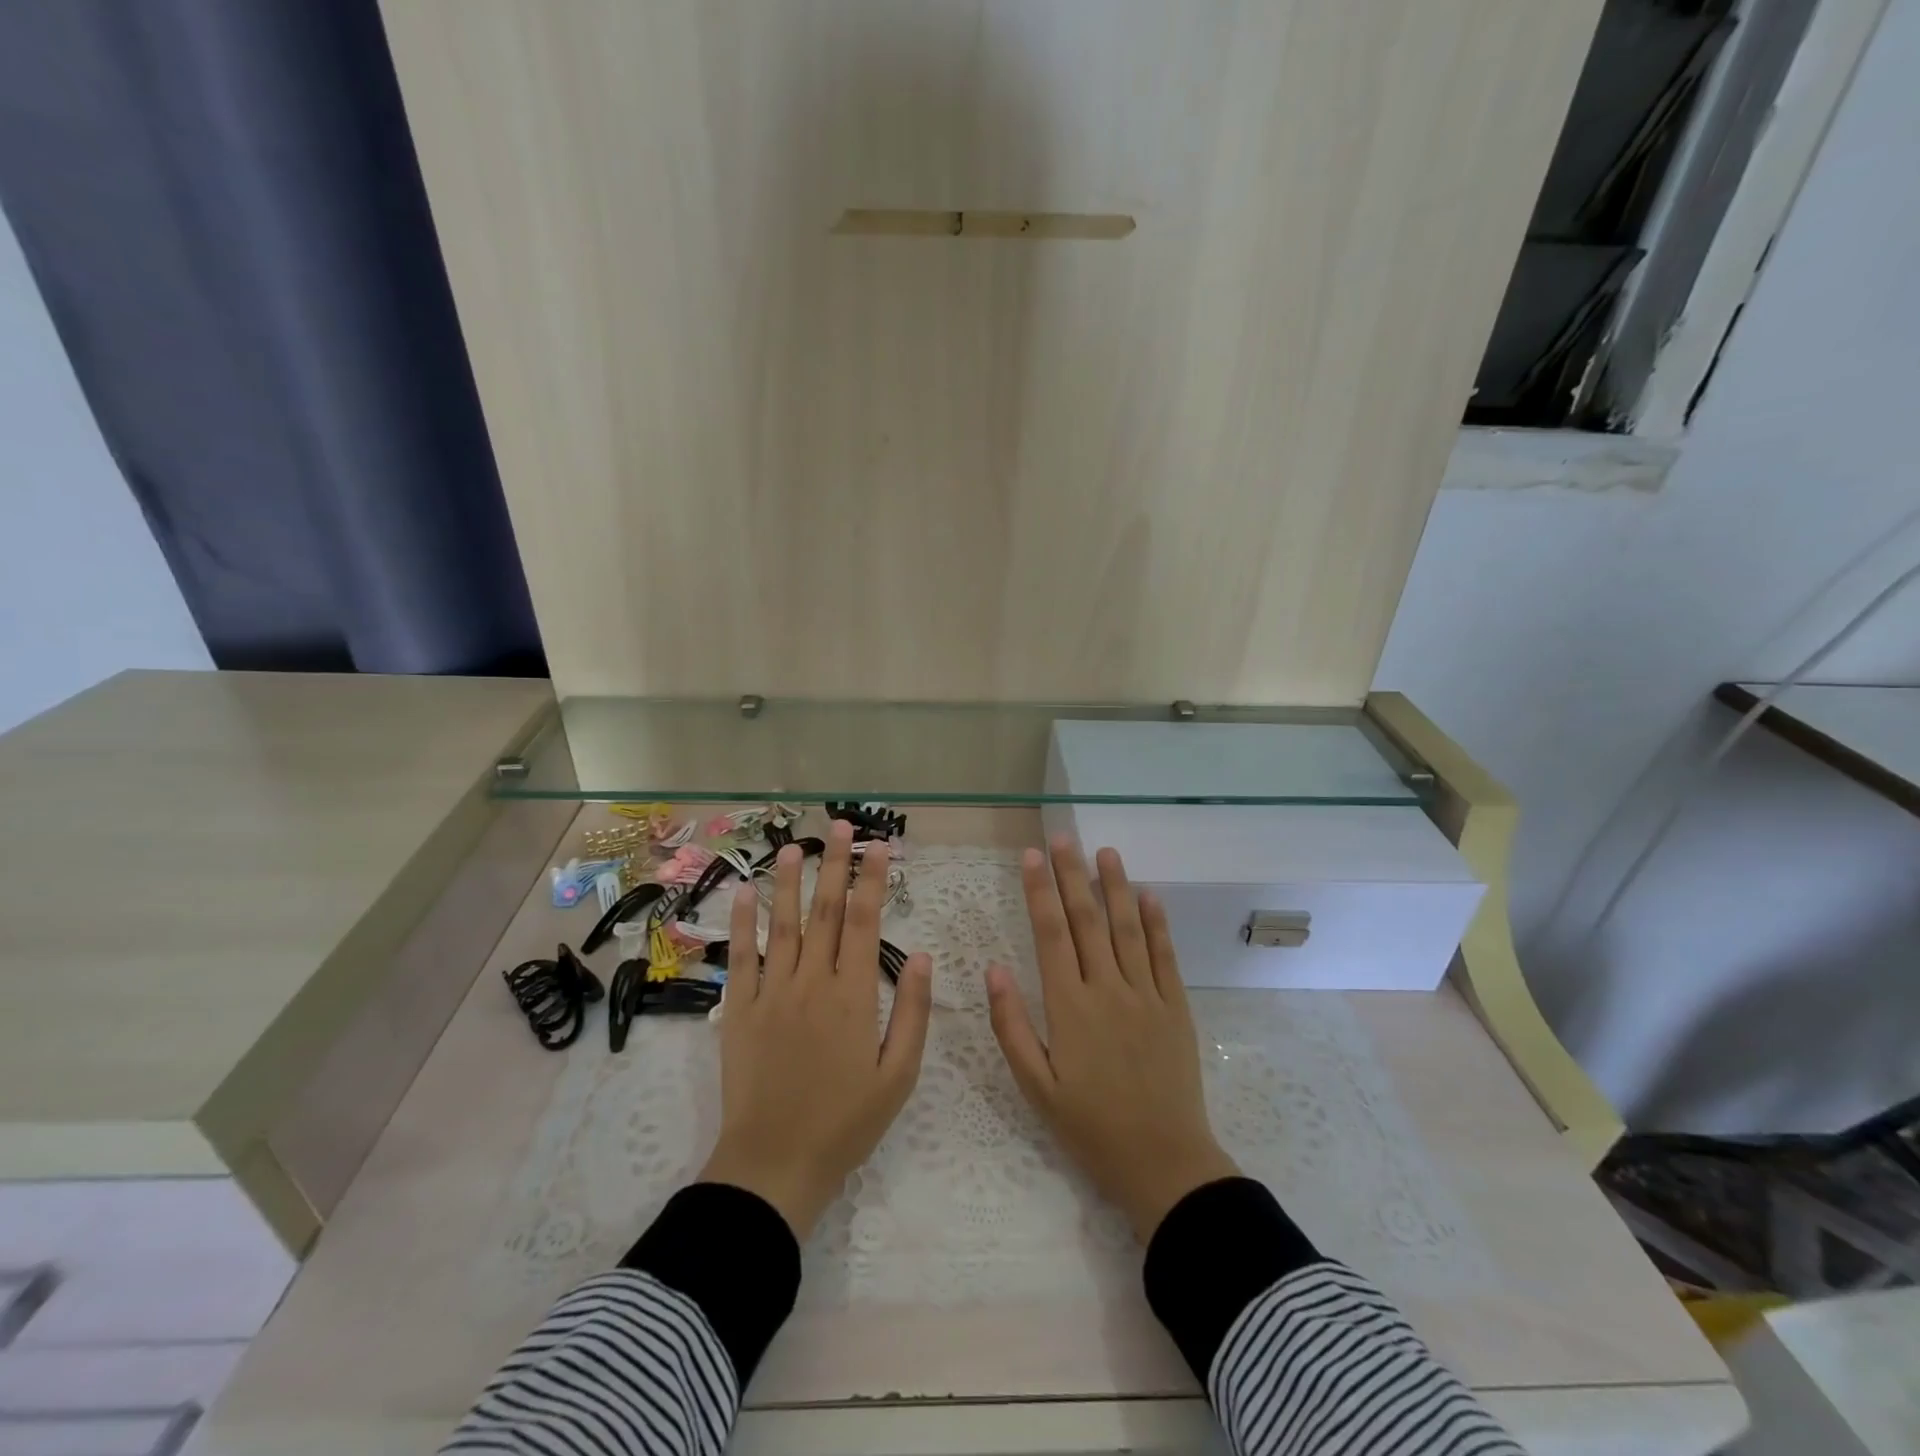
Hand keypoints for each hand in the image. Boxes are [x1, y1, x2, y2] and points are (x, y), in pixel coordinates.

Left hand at [698, 821, 933, 1238]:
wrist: (775, 1164)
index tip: (878, 846)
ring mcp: (772, 993)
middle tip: (839, 825)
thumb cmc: (846, 1122)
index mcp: (853, 995)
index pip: (864, 922)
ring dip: (788, 882)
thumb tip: (924, 955)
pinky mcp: (740, 1011)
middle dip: (834, 864)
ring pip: (782, 925)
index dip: (871, 880)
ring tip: (793, 847)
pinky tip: (744, 893)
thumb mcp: (899, 1075)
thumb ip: (912, 1011)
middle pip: (824, 911)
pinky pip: (742, 958)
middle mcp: (812, 982)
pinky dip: (742, 923)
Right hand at [987, 838, 1238, 1241]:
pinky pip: (1164, 956)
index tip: (1031, 855)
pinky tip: (1149, 894)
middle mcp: (1108, 990)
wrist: (1163, 1162)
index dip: (1039, 891)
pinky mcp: (1176, 1007)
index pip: (1050, 934)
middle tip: (1062, 837)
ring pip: (1127, 928)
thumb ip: (1011, 1026)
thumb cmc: (1090, 1127)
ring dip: (1115, 886)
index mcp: (1069, 1007)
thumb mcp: (1036, 1087)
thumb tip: (994, 968)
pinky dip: (1157, 923)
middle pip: (1087, 920)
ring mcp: (1146, 995)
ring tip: (1104, 851)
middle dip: (1072, 874)